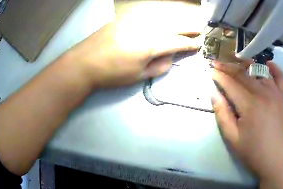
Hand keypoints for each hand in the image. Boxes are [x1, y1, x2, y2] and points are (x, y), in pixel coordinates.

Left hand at [67, 20, 200, 88]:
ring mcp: (135, 21)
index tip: (199, 44)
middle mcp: (147, 28)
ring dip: (174, 23)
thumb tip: (170, 57)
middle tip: (198, 29)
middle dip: (188, 28)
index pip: (179, 42)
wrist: (84, 63)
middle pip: (173, 26)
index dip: (191, 44)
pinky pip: (147, 18)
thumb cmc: (111, 73)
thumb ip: (159, 66)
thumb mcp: (138, 76)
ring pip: (161, 20)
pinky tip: (159, 24)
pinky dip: (157, 21)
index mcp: (152, 45)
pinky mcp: (125, 19)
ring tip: (182, 27)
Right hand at [211, 60, 282, 180]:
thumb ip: (222, 112)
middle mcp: (264, 93)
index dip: (218, 75)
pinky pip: (280, 78)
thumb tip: (213, 92)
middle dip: (228, 67)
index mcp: (250, 104)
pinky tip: (267, 63)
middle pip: (243, 74)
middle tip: (216, 63)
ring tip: (235, 63)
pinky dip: (274, 68)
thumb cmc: (254, 153)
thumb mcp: (232, 137)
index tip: (209, 69)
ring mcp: (276, 94)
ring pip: (259, 72)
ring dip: (246, 65)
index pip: (230, 83)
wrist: (279, 162)